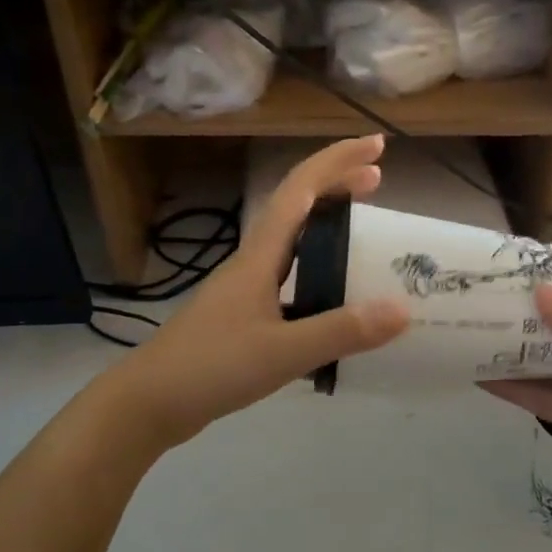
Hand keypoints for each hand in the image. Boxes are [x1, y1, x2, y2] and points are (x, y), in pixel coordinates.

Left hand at [107, 137, 408, 450]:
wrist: (149, 404)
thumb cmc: (210, 368)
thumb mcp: (281, 352)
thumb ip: (340, 331)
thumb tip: (403, 309)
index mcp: (260, 257)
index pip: (301, 190)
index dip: (338, 162)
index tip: (377, 147)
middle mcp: (253, 263)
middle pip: (298, 207)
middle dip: (337, 185)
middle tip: (379, 180)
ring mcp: (246, 290)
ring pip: (294, 242)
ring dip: (328, 225)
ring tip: (364, 230)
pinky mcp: (245, 316)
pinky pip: (292, 277)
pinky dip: (320, 269)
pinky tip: (336, 296)